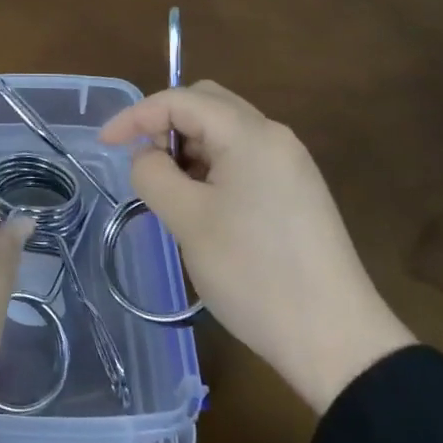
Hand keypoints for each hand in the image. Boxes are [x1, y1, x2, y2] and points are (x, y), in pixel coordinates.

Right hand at [99, 81, 415, 413]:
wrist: (337, 342)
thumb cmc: (254, 273)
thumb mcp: (187, 220)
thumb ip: (153, 174)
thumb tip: (147, 157)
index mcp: (250, 134)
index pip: (179, 100)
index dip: (135, 116)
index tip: (105, 145)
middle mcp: (274, 137)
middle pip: (206, 104)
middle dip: (165, 124)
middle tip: (144, 164)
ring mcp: (290, 164)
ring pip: (224, 132)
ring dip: (188, 148)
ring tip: (170, 192)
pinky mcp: (297, 192)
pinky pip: (243, 159)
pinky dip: (211, 167)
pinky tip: (202, 205)